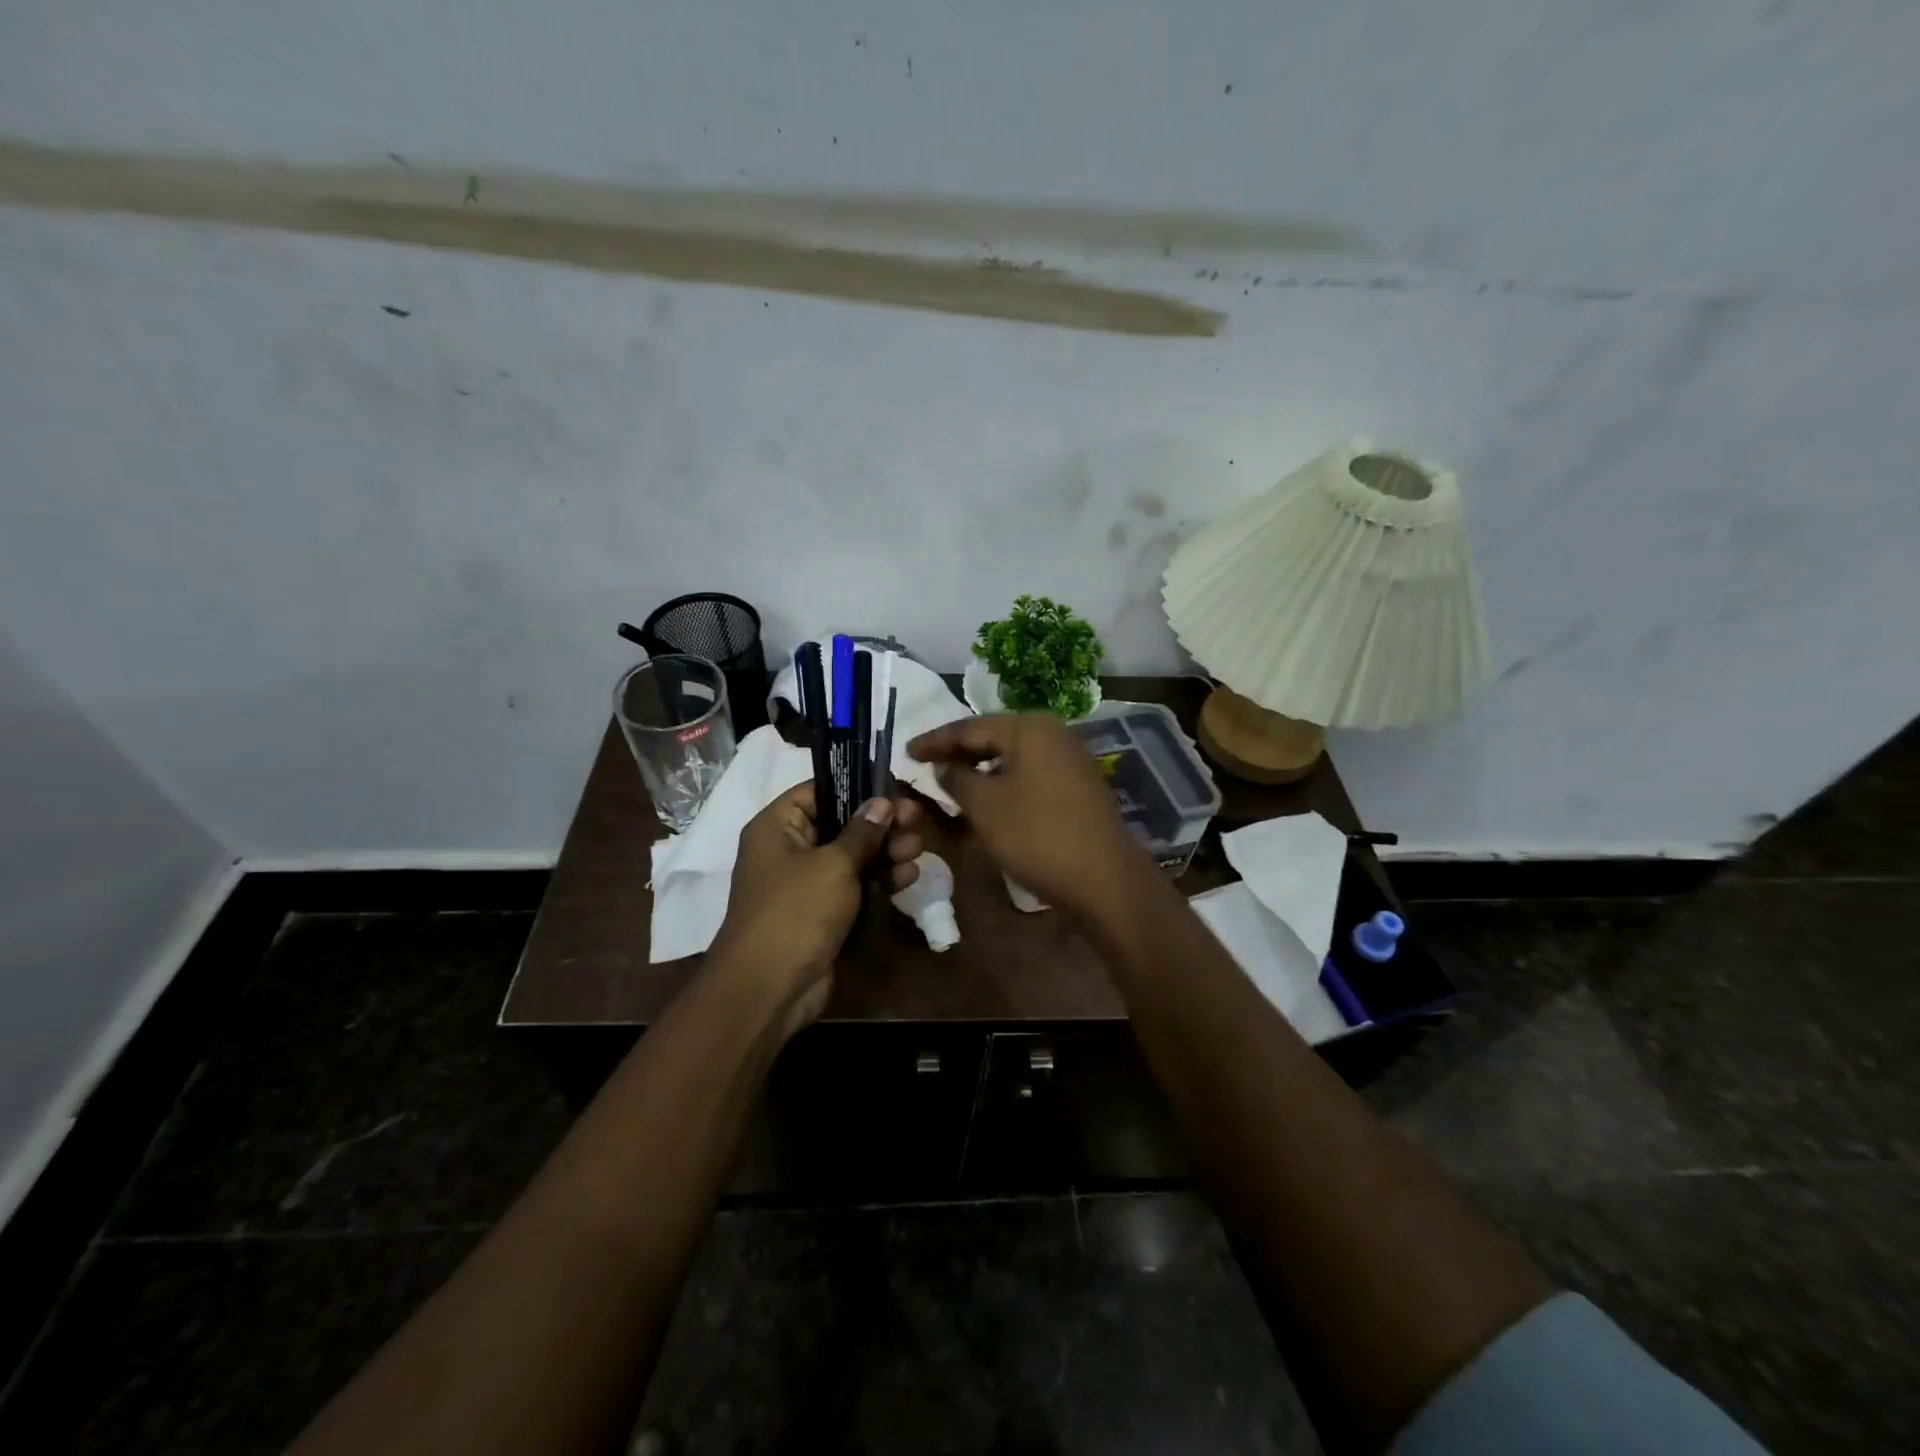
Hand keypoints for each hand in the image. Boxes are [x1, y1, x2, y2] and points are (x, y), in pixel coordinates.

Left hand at [708, 783, 923, 1037]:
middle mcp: (789, 849)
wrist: (769, 990)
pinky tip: (908, 877)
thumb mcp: (834, 865)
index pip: (819, 791)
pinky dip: (879, 880)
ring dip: (886, 852)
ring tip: (917, 849)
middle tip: (917, 819)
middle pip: (841, 823)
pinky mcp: (823, 913)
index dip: (857, 786)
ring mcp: (807, 884)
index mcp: (777, 826)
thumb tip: (882, 802)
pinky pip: (855, 886)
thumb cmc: (796, 912)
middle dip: (881, 823)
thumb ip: (862, 831)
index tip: (895, 787)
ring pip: (853, 856)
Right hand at [908, 713, 1145, 922]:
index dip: (935, 740)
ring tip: (947, 786)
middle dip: (957, 754)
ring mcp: (1069, 762)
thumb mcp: (984, 806)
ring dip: (978, 773)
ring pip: (1010, 761)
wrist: (1104, 880)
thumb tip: (944, 766)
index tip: (905, 751)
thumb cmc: (1037, 835)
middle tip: (923, 766)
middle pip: (993, 739)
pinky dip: (1001, 787)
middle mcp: (1053, 735)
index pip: (970, 727)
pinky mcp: (1075, 789)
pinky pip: (1027, 779)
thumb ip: (956, 778)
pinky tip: (982, 804)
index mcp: (1030, 727)